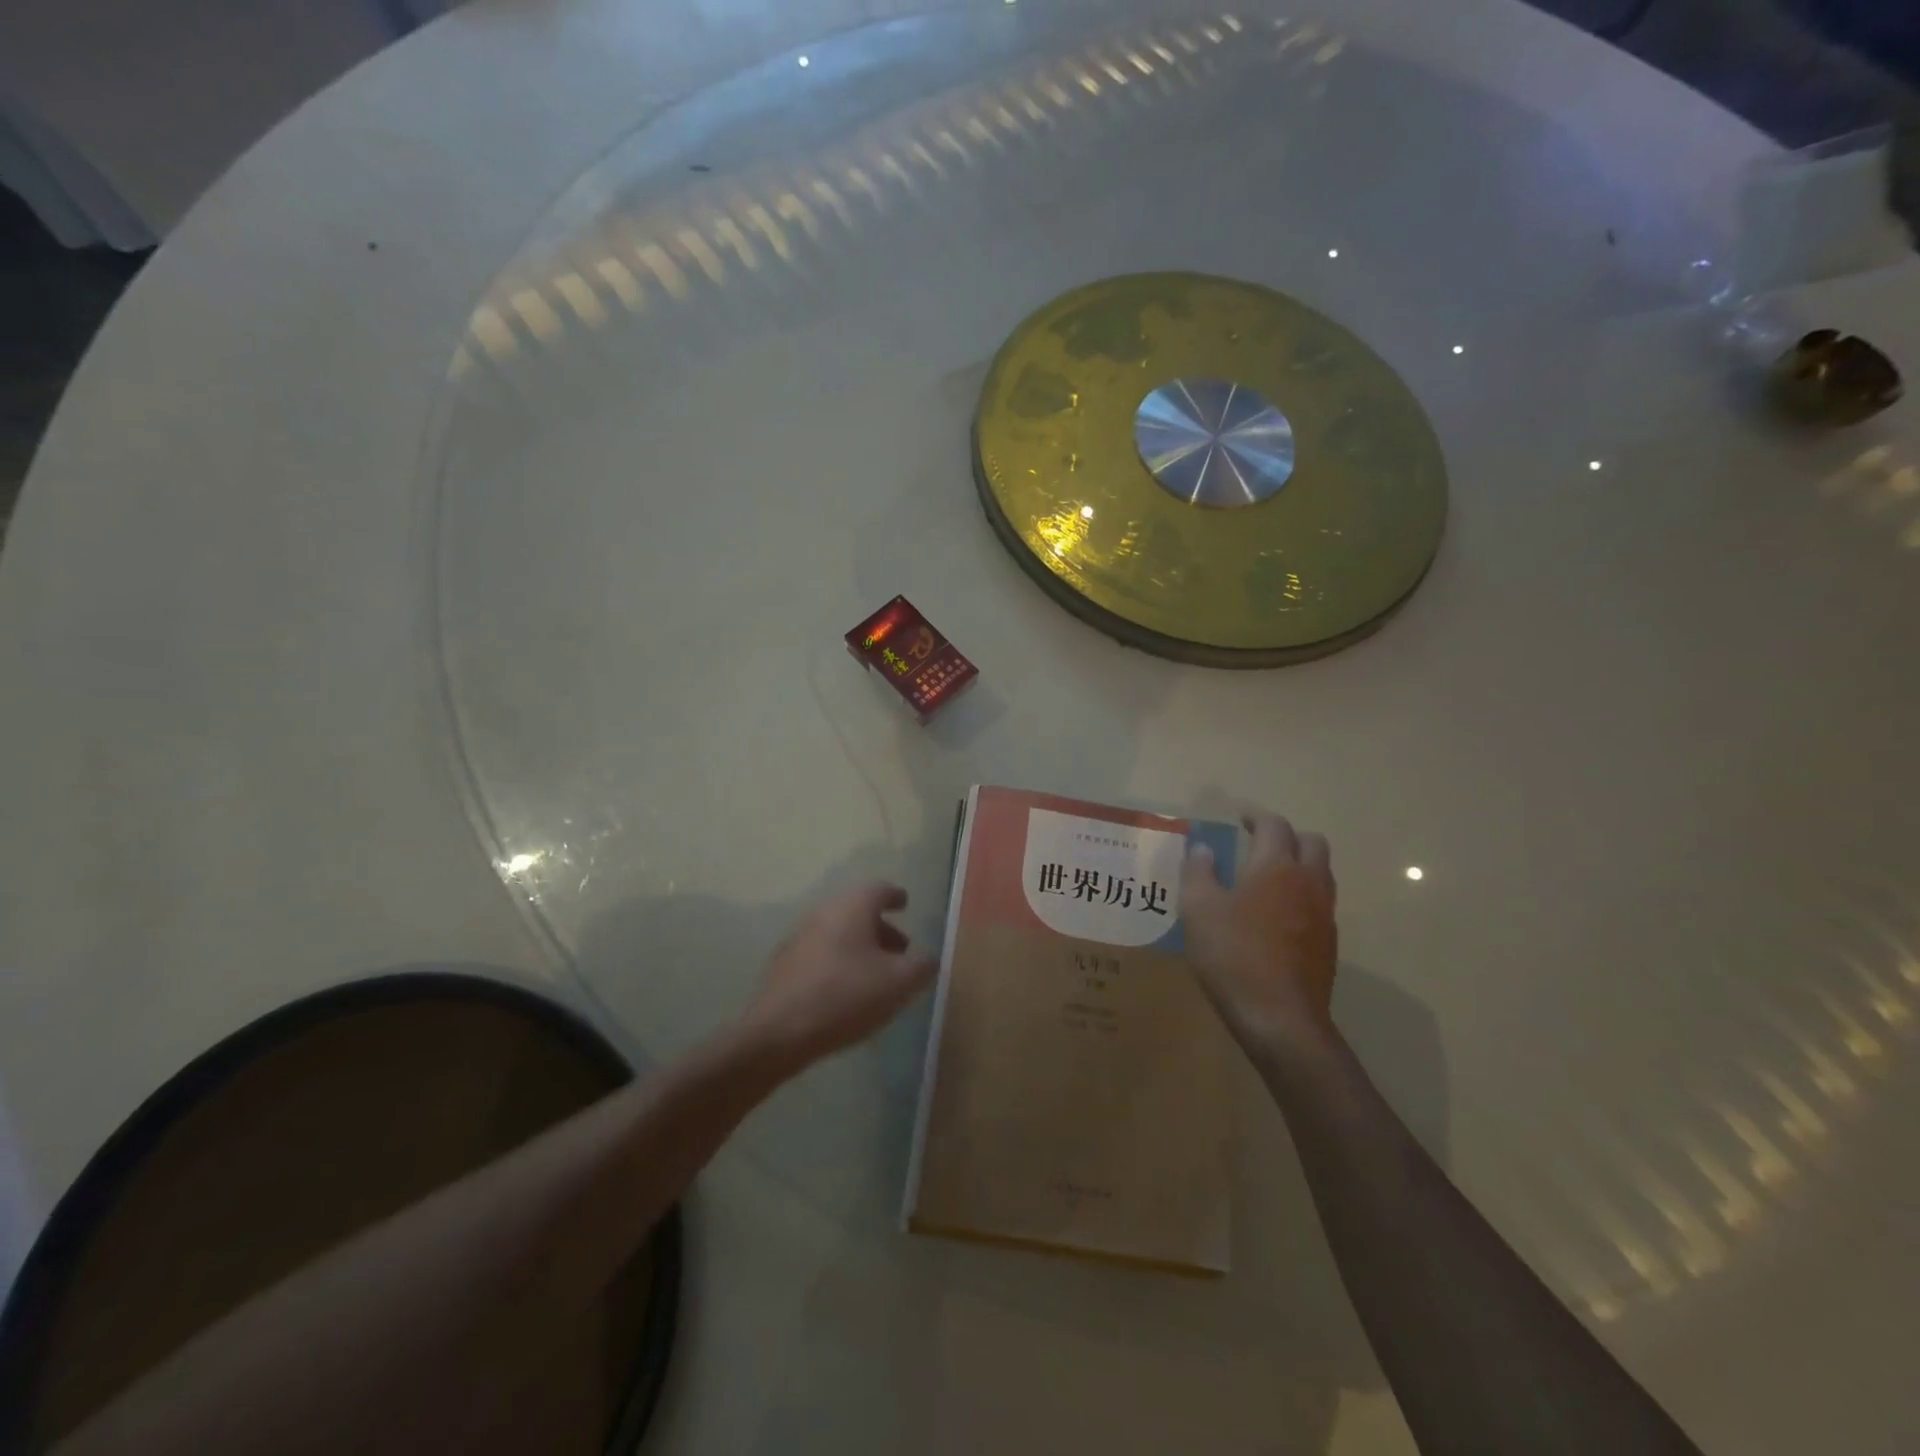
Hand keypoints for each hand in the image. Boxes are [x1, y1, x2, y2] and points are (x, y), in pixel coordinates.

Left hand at [742, 882, 937, 1069]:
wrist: (779, 1032)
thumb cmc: (846, 995)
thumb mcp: (899, 983)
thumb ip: (922, 966)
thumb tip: (928, 958)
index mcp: (852, 907)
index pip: (879, 889)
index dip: (896, 897)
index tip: (905, 904)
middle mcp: (824, 912)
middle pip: (858, 911)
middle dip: (881, 928)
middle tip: (900, 951)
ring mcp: (799, 937)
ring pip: (838, 932)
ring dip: (860, 947)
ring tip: (876, 975)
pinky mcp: (784, 964)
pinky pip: (821, 953)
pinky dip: (839, 962)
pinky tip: (847, 991)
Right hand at [1182, 812, 1338, 1055]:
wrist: (1280, 1019)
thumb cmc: (1233, 955)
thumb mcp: (1198, 909)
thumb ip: (1199, 871)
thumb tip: (1204, 848)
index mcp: (1276, 867)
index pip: (1275, 826)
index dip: (1257, 817)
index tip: (1240, 818)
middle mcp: (1308, 883)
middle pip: (1312, 843)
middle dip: (1287, 836)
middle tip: (1258, 843)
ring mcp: (1323, 915)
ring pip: (1320, 874)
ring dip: (1298, 865)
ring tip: (1267, 878)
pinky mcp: (1328, 945)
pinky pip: (1319, 904)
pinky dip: (1301, 897)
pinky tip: (1276, 917)